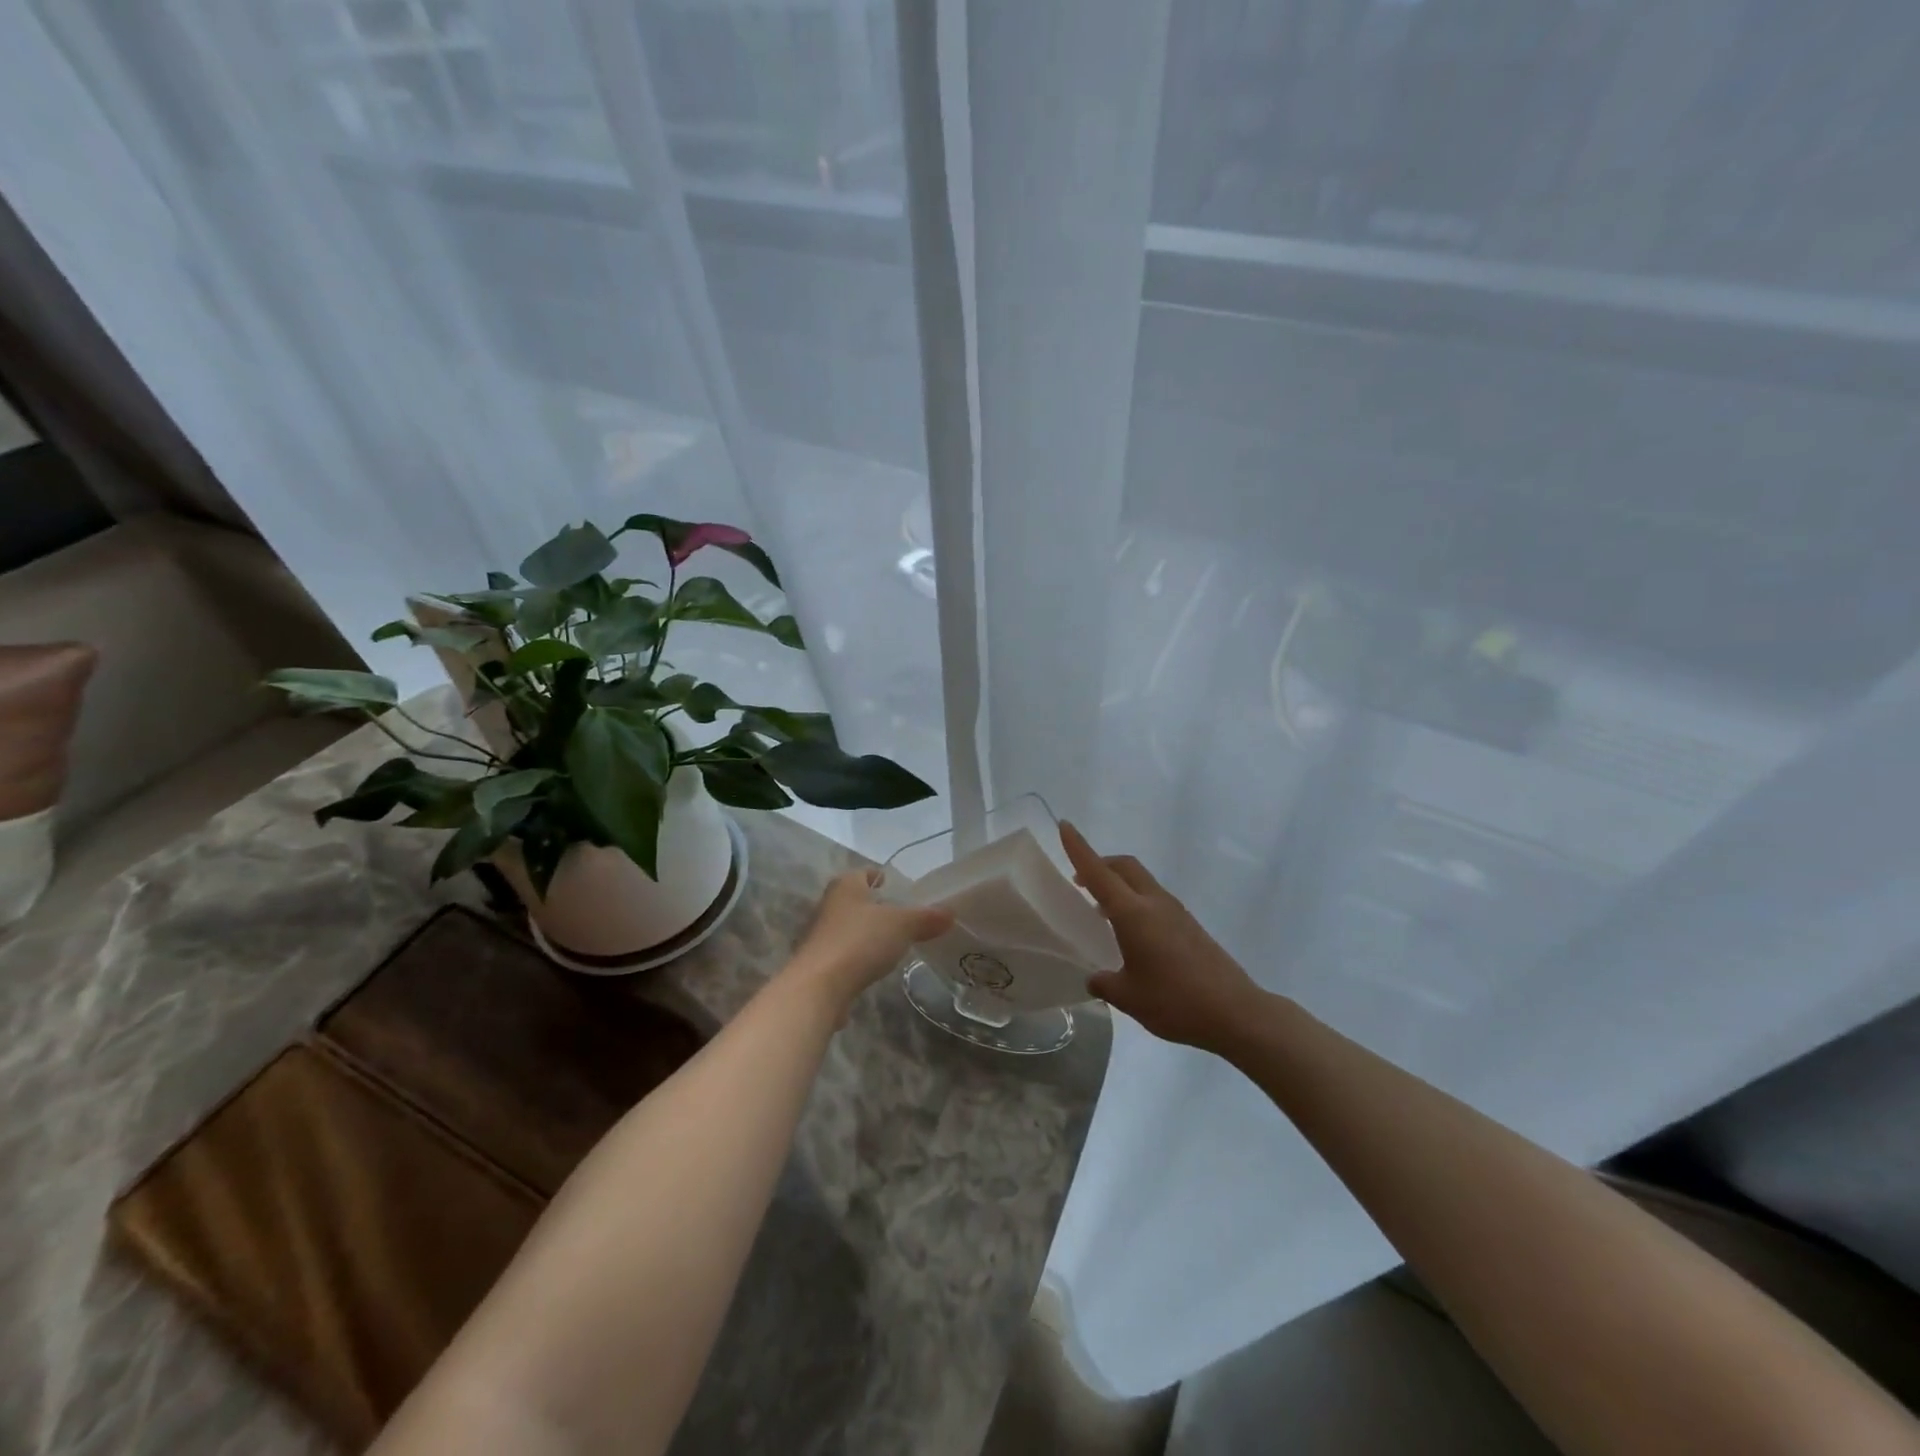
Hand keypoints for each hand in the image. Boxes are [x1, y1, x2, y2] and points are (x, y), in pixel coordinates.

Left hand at [785, 868, 953, 1015]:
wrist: (818, 987)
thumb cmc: (860, 941)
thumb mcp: (902, 925)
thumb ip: (926, 918)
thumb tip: (950, 913)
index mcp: (845, 886)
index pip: (864, 873)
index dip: (879, 876)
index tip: (894, 883)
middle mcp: (828, 906)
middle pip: (855, 900)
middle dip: (874, 906)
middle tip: (900, 915)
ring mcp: (819, 936)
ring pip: (848, 927)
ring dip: (866, 933)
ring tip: (891, 942)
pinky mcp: (818, 965)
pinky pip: (844, 954)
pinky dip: (858, 957)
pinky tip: (873, 967)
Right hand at [1060, 822, 1264, 1053]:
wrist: (1236, 1013)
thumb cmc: (1175, 1002)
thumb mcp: (1128, 998)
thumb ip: (1104, 983)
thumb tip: (1095, 978)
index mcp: (1133, 914)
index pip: (1098, 872)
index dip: (1078, 848)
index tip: (1064, 825)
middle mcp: (1154, 903)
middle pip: (1124, 866)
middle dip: (1100, 863)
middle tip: (1079, 880)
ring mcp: (1176, 912)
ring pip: (1141, 881)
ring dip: (1118, 884)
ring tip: (1101, 911)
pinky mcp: (1189, 926)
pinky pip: (1154, 899)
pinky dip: (1135, 902)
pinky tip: (1131, 935)